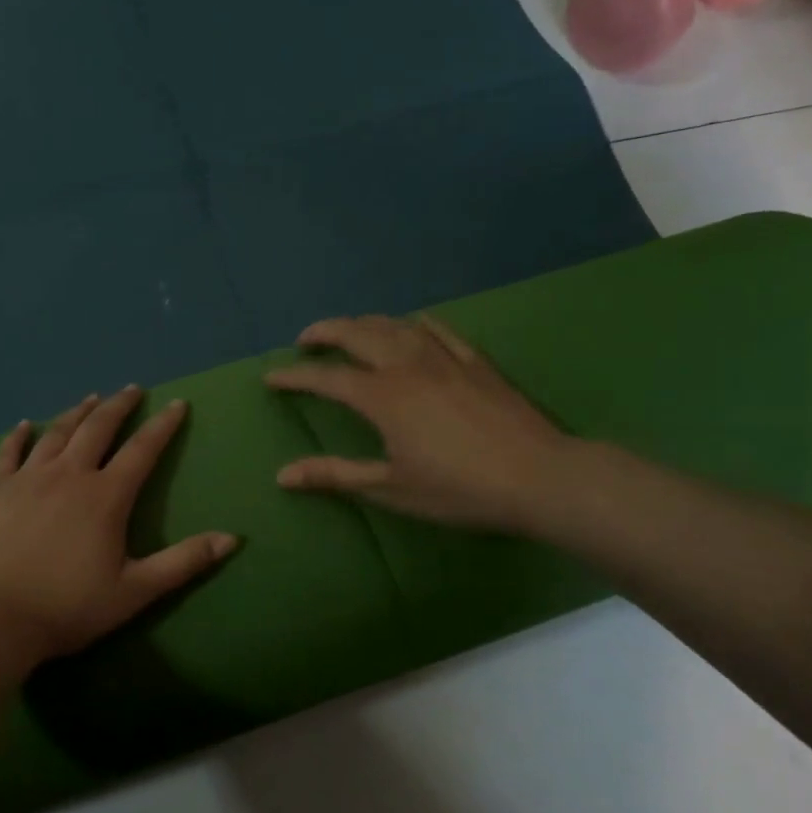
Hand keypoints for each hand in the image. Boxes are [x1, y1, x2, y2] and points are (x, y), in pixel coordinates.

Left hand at [0, 386, 238, 663]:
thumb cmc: (70, 607)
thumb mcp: (136, 590)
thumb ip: (184, 562)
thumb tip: (231, 538)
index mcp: (105, 496)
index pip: (142, 450)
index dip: (163, 426)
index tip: (177, 404)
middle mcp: (68, 475)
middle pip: (97, 428)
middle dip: (118, 406)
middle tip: (132, 390)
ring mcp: (28, 478)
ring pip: (57, 433)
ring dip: (77, 413)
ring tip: (91, 399)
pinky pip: (9, 453)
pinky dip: (19, 436)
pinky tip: (26, 425)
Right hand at [265, 314, 573, 532]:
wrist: (540, 477)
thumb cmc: (460, 489)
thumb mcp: (391, 488)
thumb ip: (335, 475)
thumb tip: (283, 475)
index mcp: (382, 397)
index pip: (326, 379)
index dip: (294, 377)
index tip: (271, 377)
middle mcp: (407, 366)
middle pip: (357, 334)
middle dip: (325, 332)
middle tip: (306, 339)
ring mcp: (444, 359)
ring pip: (395, 326)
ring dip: (365, 323)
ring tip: (349, 330)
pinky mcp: (475, 362)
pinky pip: (440, 330)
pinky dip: (416, 323)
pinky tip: (412, 324)